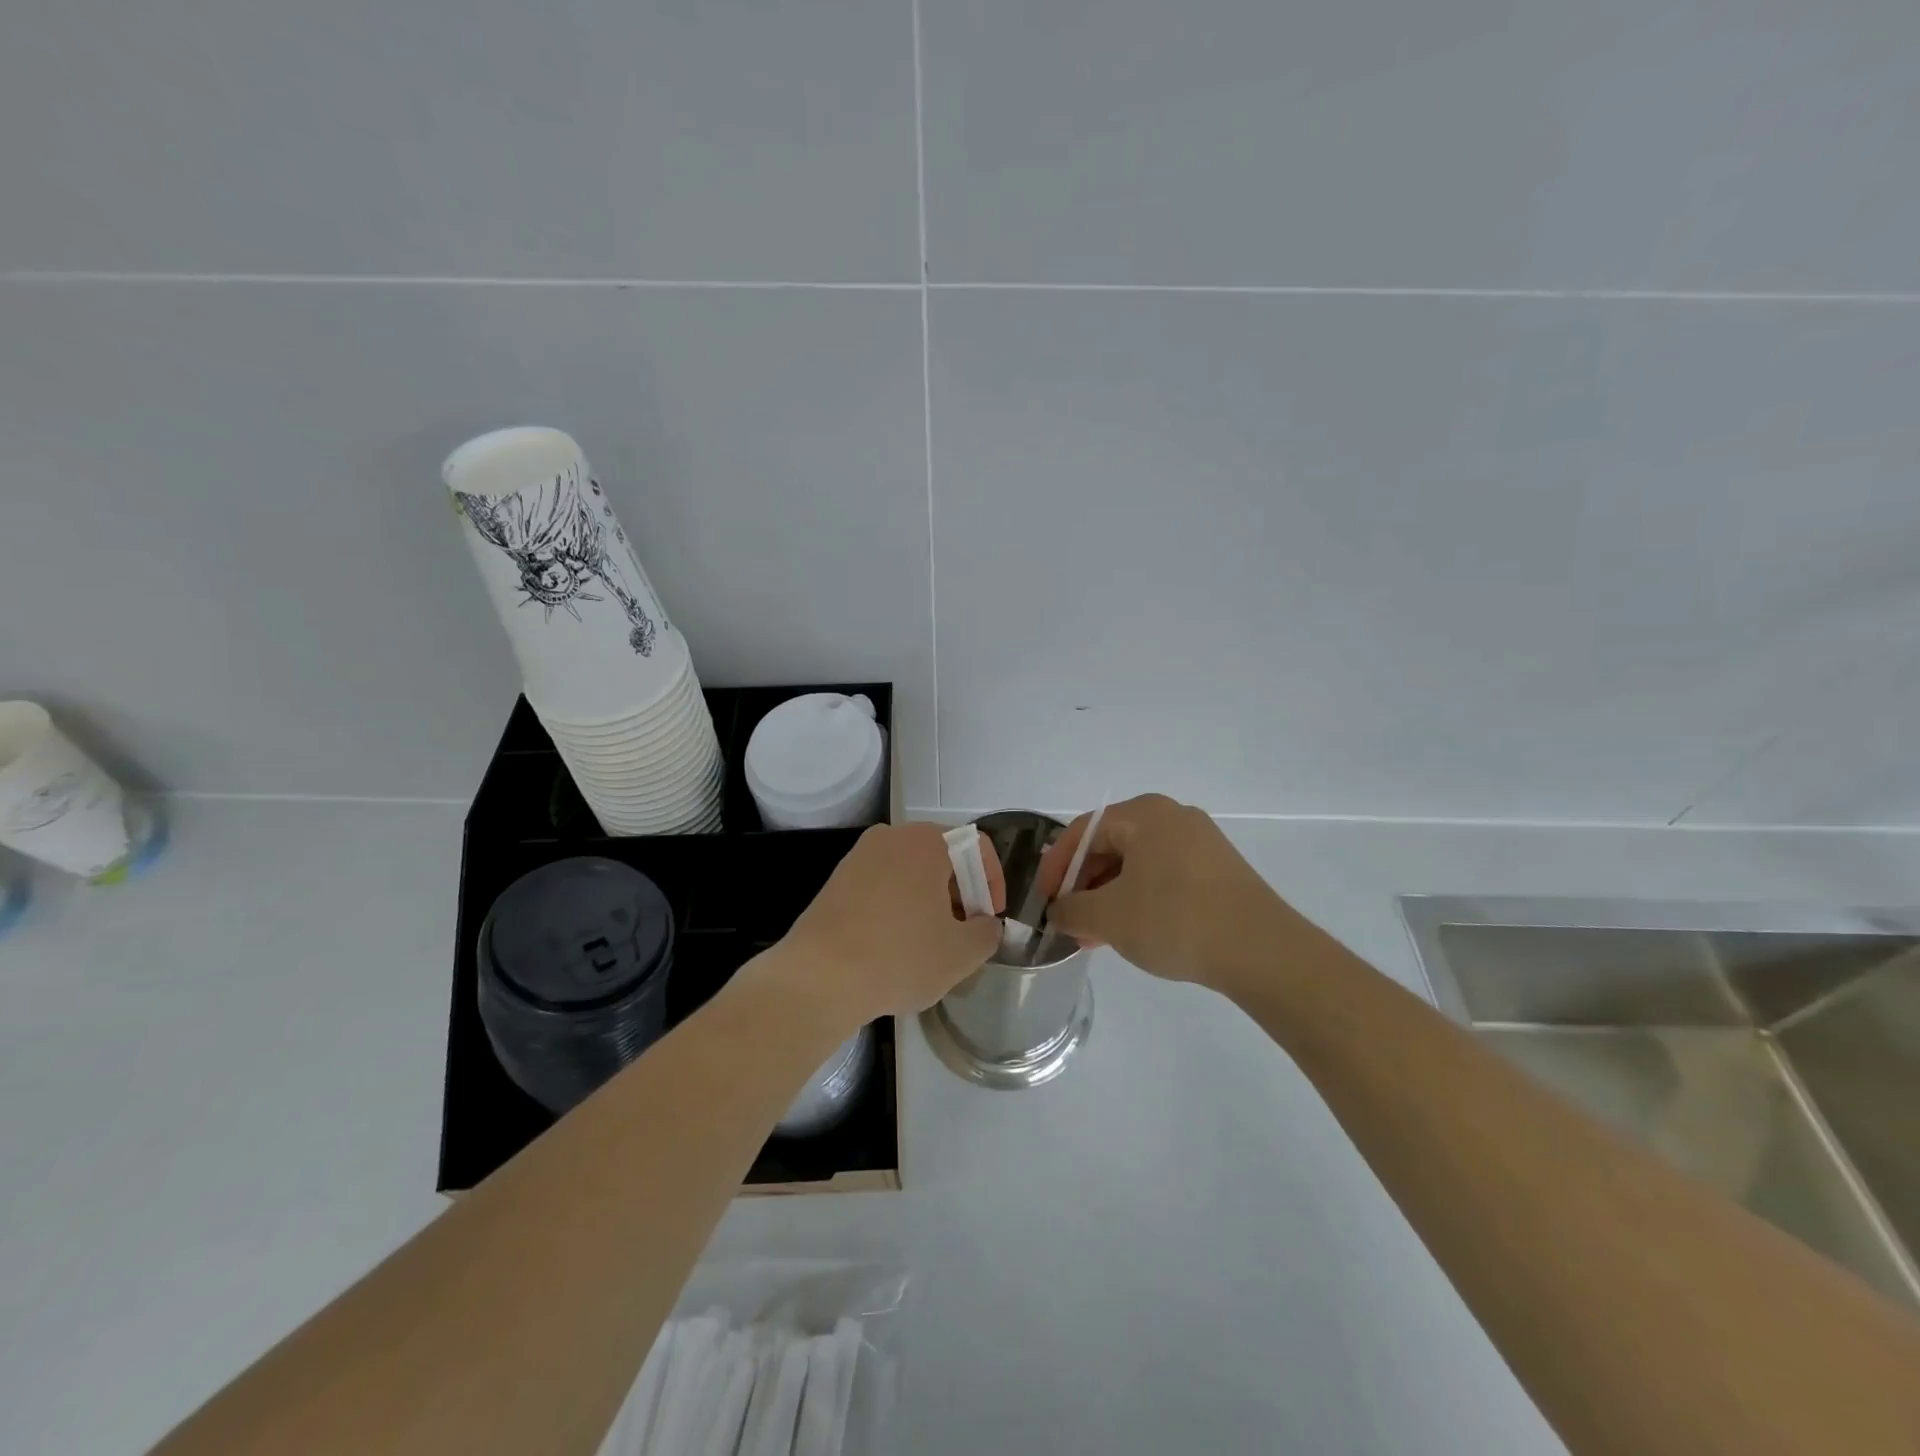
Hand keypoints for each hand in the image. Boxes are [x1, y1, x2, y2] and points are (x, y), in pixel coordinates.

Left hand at [774, 821, 1003, 1029]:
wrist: (817, 979)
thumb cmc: (898, 957)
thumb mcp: (961, 953)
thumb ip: (987, 932)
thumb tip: (985, 924)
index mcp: (926, 842)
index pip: (976, 847)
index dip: (993, 883)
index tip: (990, 919)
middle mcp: (891, 837)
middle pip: (942, 856)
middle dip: (961, 892)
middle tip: (964, 932)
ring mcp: (859, 856)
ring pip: (911, 871)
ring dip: (930, 900)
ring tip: (931, 942)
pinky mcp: (837, 881)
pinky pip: (883, 884)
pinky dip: (899, 906)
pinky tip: (896, 944)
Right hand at [1037, 793, 1283, 989]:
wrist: (1262, 951)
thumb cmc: (1175, 920)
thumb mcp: (1109, 917)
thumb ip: (1071, 910)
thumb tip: (1060, 911)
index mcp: (1144, 814)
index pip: (1083, 831)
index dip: (1055, 867)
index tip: (1044, 901)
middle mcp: (1172, 817)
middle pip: (1111, 845)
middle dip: (1084, 885)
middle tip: (1069, 920)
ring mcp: (1200, 843)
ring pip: (1137, 864)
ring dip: (1109, 896)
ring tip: (1096, 935)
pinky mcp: (1218, 870)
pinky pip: (1163, 876)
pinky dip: (1140, 899)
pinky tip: (1132, 932)